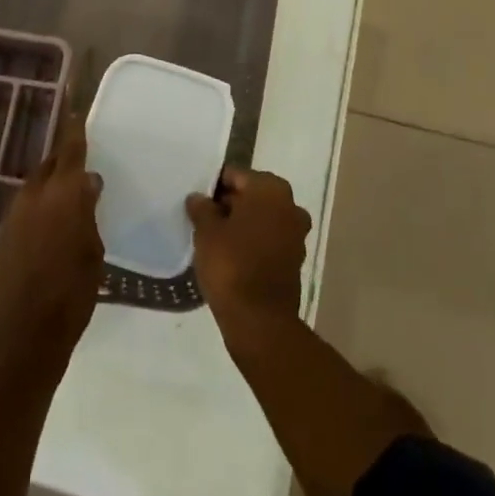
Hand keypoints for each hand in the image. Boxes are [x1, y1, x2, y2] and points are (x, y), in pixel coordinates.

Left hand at [0, 131, 104, 377]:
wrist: (25, 335)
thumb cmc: (72, 293)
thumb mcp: (93, 251)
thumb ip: (89, 212)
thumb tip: (89, 184)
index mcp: (63, 195)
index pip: (70, 150)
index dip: (75, 128)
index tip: (77, 108)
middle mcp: (35, 195)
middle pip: (50, 164)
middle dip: (64, 159)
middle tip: (80, 160)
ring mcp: (14, 214)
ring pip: (35, 185)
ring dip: (50, 184)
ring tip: (67, 194)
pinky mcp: (2, 235)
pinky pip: (24, 207)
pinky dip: (38, 206)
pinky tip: (47, 223)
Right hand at [185, 167, 311, 340]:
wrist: (260, 320)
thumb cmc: (231, 265)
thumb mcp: (206, 232)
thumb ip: (202, 209)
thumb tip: (198, 198)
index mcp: (270, 188)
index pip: (236, 175)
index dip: (214, 186)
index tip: (198, 201)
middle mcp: (289, 204)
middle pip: (252, 194)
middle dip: (230, 203)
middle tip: (204, 219)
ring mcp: (296, 232)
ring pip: (262, 217)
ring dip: (242, 223)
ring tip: (215, 238)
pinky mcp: (295, 258)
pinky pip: (269, 238)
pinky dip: (253, 241)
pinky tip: (232, 254)